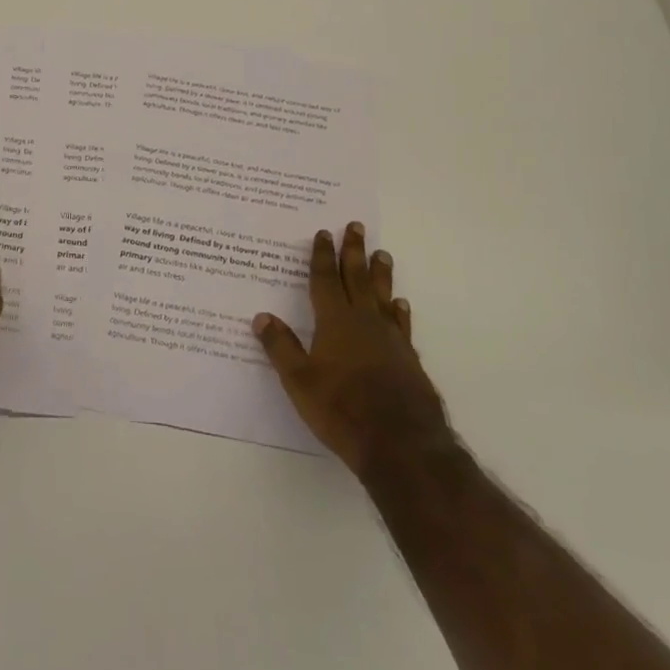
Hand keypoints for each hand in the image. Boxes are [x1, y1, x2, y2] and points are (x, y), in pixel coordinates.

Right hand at [252, 222, 448, 475]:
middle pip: (357, 279)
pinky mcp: (408, 359)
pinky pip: (402, 324)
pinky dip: (399, 311)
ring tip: (382, 254)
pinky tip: (400, 304)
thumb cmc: (342, 409)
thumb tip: (261, 316)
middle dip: (354, 252)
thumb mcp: (299, 381)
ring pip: (383, 296)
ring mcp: (390, 340)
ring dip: (380, 274)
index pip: (325, 280)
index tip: (324, 233)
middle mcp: (364, 322)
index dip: (323, 256)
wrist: (401, 443)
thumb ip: (281, 347)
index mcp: (334, 322)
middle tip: (356, 226)